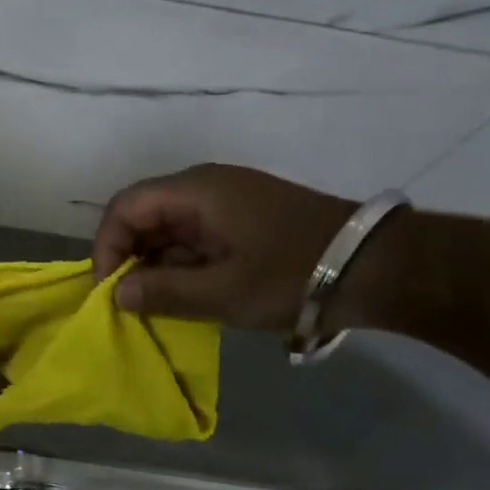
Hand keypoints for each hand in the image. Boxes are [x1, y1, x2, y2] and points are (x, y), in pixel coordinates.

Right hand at [91, 164, 355, 330]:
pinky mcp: (244, 218)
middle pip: (144, 214)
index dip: (107, 246)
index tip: (111, 289)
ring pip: (168, 227)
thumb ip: (163, 292)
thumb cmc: (293, 275)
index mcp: (195, 191)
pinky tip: (190, 293)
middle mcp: (205, 187)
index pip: (125, 207)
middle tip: (130, 300)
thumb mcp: (223, 292)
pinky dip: (182, 263)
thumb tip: (117, 296)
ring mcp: (227, 200)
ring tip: (159, 303)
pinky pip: (195, 235)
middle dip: (129, 257)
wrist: (381, 267)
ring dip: (156, 263)